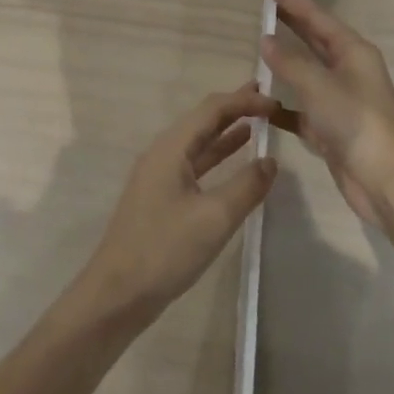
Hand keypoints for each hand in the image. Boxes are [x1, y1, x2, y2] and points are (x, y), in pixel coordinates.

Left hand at [77, 84, 280, 321]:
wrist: (118, 293)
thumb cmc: (165, 250)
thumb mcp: (214, 218)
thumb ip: (246, 186)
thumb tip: (271, 161)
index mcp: (170, 148)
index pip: (211, 110)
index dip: (244, 101)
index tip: (276, 102)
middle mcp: (162, 153)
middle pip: (202, 120)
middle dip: (234, 108)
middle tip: (267, 100)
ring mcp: (159, 175)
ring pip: (198, 142)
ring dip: (227, 131)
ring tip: (257, 122)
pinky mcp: (161, 197)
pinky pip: (194, 163)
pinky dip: (216, 156)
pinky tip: (235, 159)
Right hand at [262, 0, 393, 228]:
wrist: (384, 177)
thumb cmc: (355, 120)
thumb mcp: (318, 85)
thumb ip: (289, 63)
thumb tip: (266, 41)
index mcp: (353, 52)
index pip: (317, 17)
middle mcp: (348, 71)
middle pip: (314, 40)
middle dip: (290, 24)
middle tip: (262, 7)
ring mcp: (339, 100)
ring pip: (305, 74)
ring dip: (283, 64)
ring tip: (256, 49)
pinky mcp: (330, 128)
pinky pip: (300, 109)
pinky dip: (281, 105)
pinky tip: (260, 104)